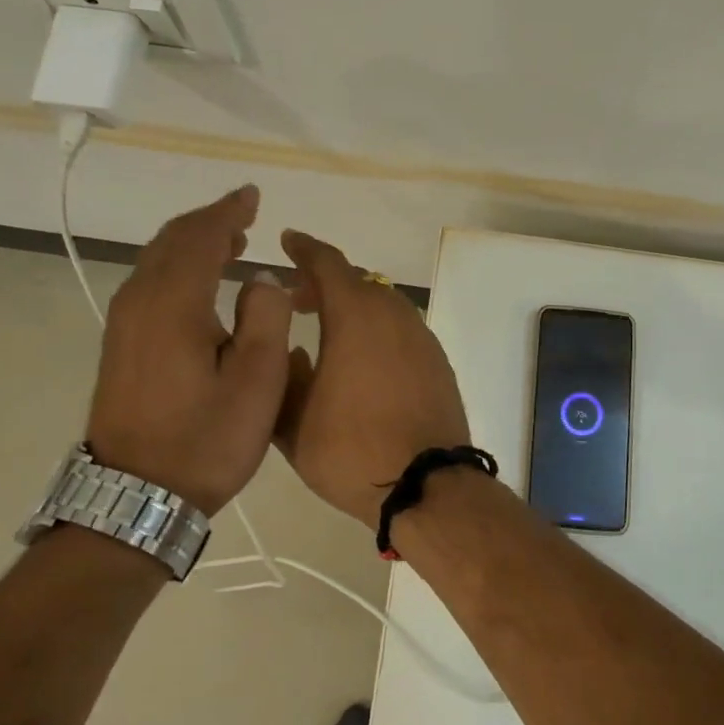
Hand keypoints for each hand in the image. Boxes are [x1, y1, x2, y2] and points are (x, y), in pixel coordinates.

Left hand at [85, 185, 291, 513]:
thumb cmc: (205, 440)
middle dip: (208, 222)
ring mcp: (124, 326)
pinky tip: (199, 282)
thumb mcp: (258, 382)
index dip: (227, 212)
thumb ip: (266, 317)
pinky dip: (178, 267)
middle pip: (171, 242)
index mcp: (174, 305)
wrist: (135, 498)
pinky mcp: (121, 346)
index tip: (252, 196)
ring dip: (192, 244)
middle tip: (243, 214)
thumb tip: (260, 278)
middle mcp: (140, 304)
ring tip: (229, 242)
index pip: (200, 238)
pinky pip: (150, 284)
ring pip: (157, 262)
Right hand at [273, 231, 469, 527]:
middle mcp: (393, 315)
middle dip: (325, 282)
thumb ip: (285, 375)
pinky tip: (362, 361)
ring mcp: (421, 337)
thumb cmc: (351, 449)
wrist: (426, 483)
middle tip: (297, 300)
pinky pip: (401, 329)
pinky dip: (377, 329)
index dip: (305, 249)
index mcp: (356, 315)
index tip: (288, 241)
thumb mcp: (295, 420)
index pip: (328, 263)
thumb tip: (292, 350)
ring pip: (383, 304)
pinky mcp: (438, 361)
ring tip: (328, 331)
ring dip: (354, 307)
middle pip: (357, 281)